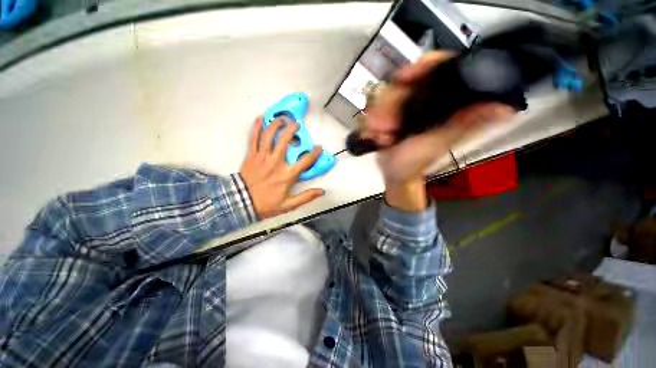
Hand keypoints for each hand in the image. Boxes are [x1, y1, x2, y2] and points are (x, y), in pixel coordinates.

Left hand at [240, 117, 323, 218]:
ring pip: (269, 136)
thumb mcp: (289, 205)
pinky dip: (256, 128)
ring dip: (276, 124)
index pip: (305, 161)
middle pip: (285, 141)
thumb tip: (321, 191)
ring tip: (282, 118)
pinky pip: (253, 139)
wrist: (242, 203)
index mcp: (287, 175)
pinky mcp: (251, 156)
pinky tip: (260, 118)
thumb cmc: (267, 204)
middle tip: (297, 124)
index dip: (314, 153)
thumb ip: (306, 197)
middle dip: (292, 130)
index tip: (319, 147)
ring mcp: (262, 157)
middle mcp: (276, 163)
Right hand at [364, 51, 514, 209]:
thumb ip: (463, 125)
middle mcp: (422, 99)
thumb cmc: (415, 161)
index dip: (424, 65)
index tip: (403, 78)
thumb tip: (504, 108)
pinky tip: (375, 135)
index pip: (438, 67)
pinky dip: (371, 122)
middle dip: (389, 105)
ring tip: (381, 137)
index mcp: (441, 102)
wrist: (393, 173)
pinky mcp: (387, 115)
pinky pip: (374, 109)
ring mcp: (402, 107)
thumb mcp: (438, 143)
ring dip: (378, 117)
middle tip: (387, 129)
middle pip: (403, 82)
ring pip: (384, 96)